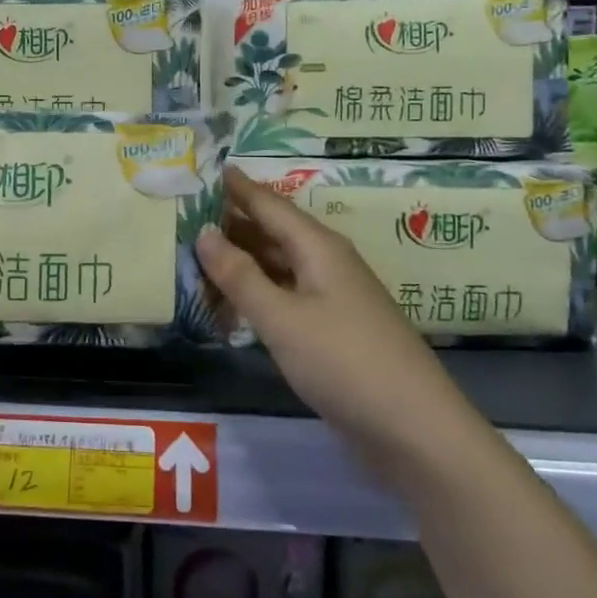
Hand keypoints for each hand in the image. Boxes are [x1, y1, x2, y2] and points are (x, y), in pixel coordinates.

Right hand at [196, 169, 453, 443]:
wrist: (412, 429)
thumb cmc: (343, 362)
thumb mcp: (281, 317)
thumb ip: (240, 275)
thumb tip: (204, 232)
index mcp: (318, 247)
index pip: (269, 204)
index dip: (237, 187)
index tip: (205, 169)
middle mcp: (326, 264)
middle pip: (272, 233)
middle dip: (232, 223)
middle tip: (184, 215)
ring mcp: (331, 298)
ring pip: (277, 267)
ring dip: (240, 262)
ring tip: (195, 257)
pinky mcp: (331, 330)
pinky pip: (284, 297)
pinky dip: (255, 295)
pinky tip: (229, 305)